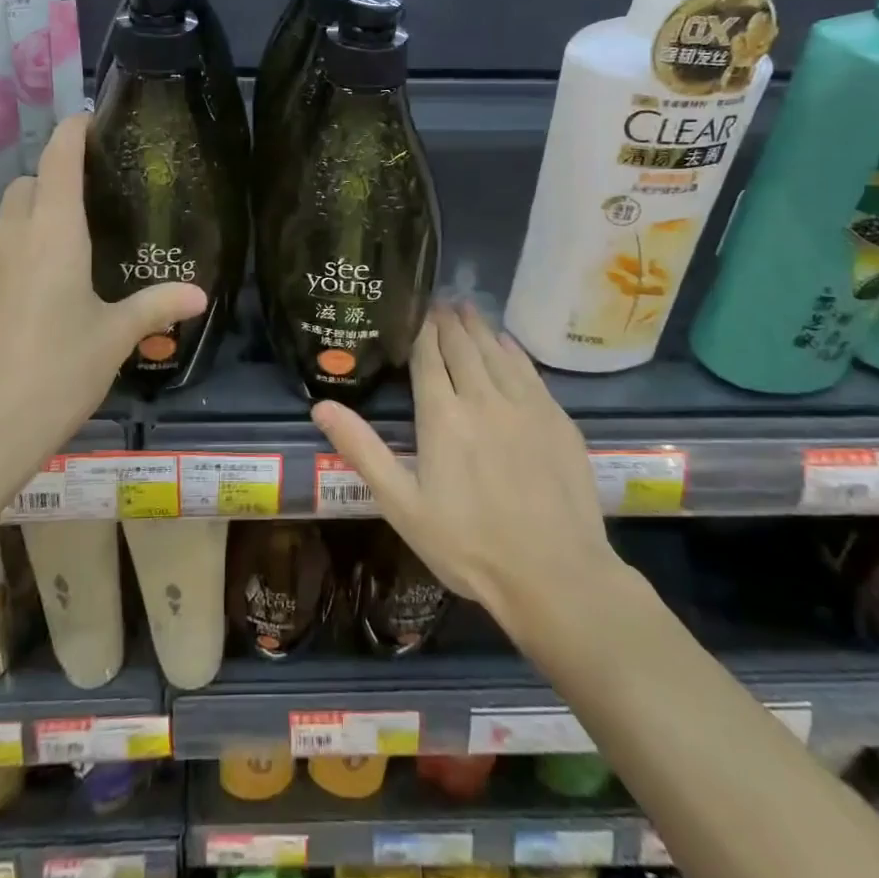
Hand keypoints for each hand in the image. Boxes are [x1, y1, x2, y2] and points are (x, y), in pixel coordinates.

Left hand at [0, 114, 206, 493]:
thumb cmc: (53, 375)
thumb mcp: (113, 340)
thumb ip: (155, 307)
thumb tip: (200, 293)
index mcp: (54, 232)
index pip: (60, 157)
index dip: (75, 131)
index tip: (94, 122)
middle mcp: (11, 235)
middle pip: (31, 184)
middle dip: (58, 180)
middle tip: (95, 204)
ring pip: (8, 219)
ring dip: (35, 219)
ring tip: (69, 254)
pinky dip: (15, 254)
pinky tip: (33, 296)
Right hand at [311, 305, 617, 642]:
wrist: (556, 576)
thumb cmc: (469, 545)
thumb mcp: (403, 505)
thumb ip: (363, 450)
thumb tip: (321, 406)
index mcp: (443, 416)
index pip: (429, 356)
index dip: (422, 329)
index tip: (416, 308)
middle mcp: (483, 397)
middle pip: (463, 345)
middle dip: (448, 321)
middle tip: (440, 301)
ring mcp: (525, 405)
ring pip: (496, 351)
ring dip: (479, 327)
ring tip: (467, 309)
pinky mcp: (556, 418)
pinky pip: (529, 369)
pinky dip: (512, 349)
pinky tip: (507, 343)